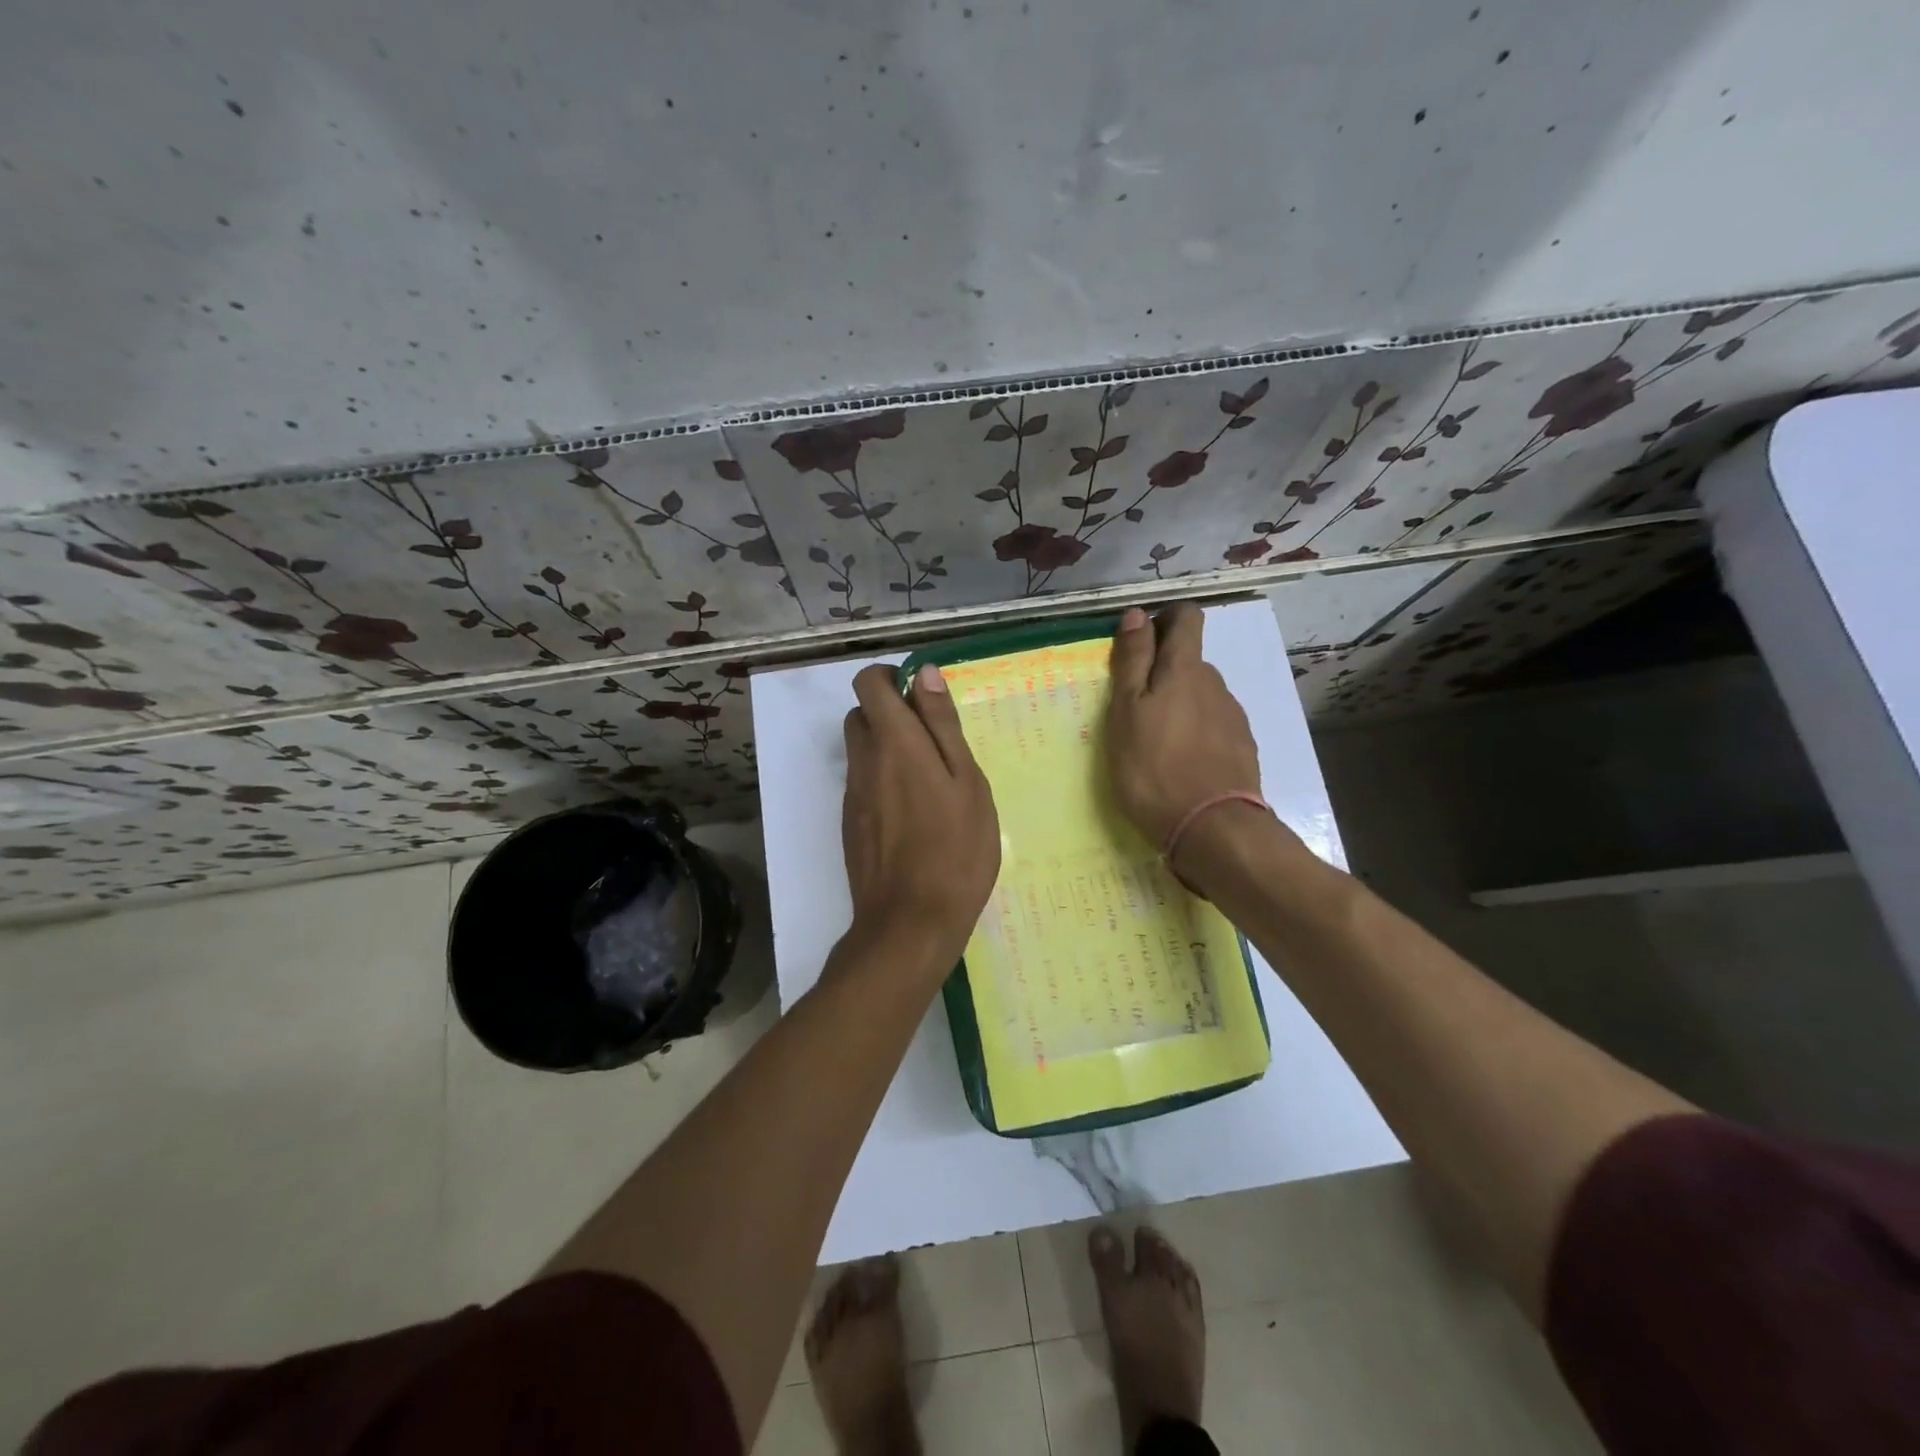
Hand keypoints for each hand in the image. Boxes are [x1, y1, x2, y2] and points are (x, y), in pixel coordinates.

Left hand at [841, 662, 1000, 961]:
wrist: (910, 923)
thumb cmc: (955, 851)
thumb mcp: (967, 782)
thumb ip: (943, 726)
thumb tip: (924, 674)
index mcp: (896, 743)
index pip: (868, 683)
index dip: (892, 678)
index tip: (924, 698)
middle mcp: (864, 761)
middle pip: (861, 715)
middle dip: (890, 713)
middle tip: (933, 743)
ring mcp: (853, 795)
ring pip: (861, 750)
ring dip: (887, 749)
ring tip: (929, 780)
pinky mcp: (850, 823)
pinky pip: (862, 783)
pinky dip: (882, 781)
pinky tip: (914, 814)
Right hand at [1105, 604, 1262, 850]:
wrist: (1212, 828)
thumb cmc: (1154, 768)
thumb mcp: (1126, 712)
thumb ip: (1132, 661)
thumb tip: (1137, 614)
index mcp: (1185, 670)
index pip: (1186, 618)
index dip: (1164, 620)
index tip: (1140, 643)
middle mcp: (1215, 685)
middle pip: (1190, 661)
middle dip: (1164, 672)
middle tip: (1135, 708)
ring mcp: (1233, 717)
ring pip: (1202, 696)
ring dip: (1180, 706)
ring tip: (1156, 743)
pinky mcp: (1242, 748)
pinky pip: (1214, 726)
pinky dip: (1196, 733)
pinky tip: (1181, 763)